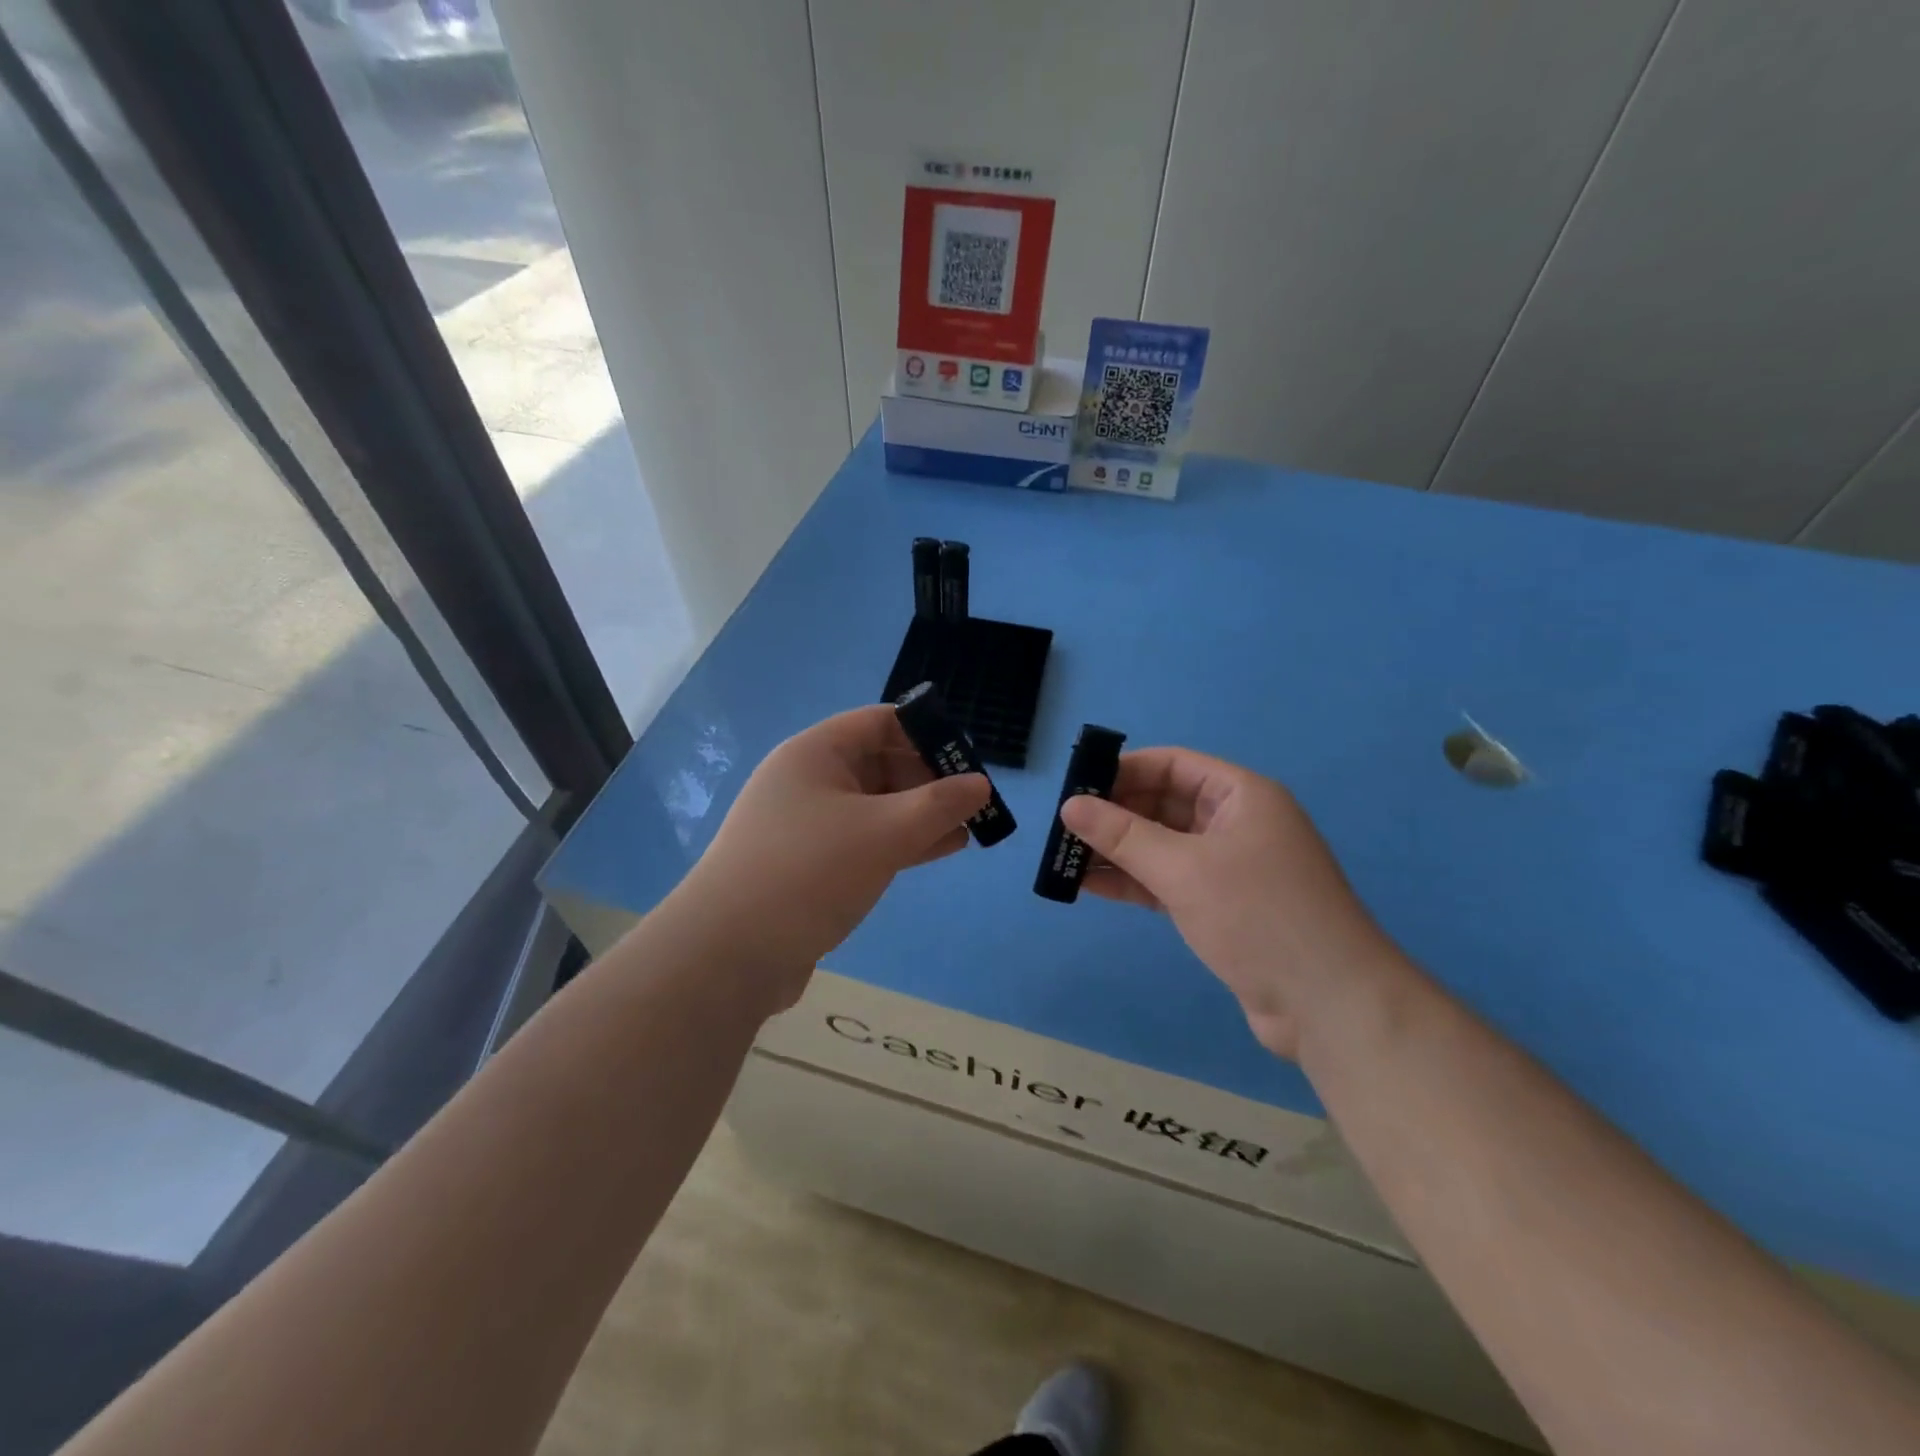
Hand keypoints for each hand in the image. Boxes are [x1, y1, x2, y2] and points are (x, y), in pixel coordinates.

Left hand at [674, 706, 989, 1003]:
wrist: (728, 954)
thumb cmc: (809, 872)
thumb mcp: (884, 833)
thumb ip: (938, 805)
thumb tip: (981, 784)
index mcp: (816, 753)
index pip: (880, 722)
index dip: (927, 734)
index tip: (967, 761)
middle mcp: (807, 780)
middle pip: (879, 762)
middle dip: (928, 779)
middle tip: (971, 803)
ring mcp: (805, 824)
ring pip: (874, 805)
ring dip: (918, 814)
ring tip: (966, 829)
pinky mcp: (807, 864)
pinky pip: (862, 839)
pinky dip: (898, 841)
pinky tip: (937, 852)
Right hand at [1060, 748, 1389, 1057]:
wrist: (1328, 1004)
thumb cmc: (1258, 916)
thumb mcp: (1184, 869)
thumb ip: (1123, 835)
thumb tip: (1069, 806)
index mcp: (1241, 796)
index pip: (1172, 765)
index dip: (1123, 771)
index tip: (1076, 787)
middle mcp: (1236, 824)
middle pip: (1163, 805)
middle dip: (1114, 814)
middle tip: (1063, 828)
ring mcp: (1228, 868)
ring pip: (1161, 846)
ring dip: (1117, 850)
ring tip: (1064, 857)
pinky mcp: (1220, 907)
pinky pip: (1166, 881)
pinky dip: (1132, 881)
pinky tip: (1090, 886)